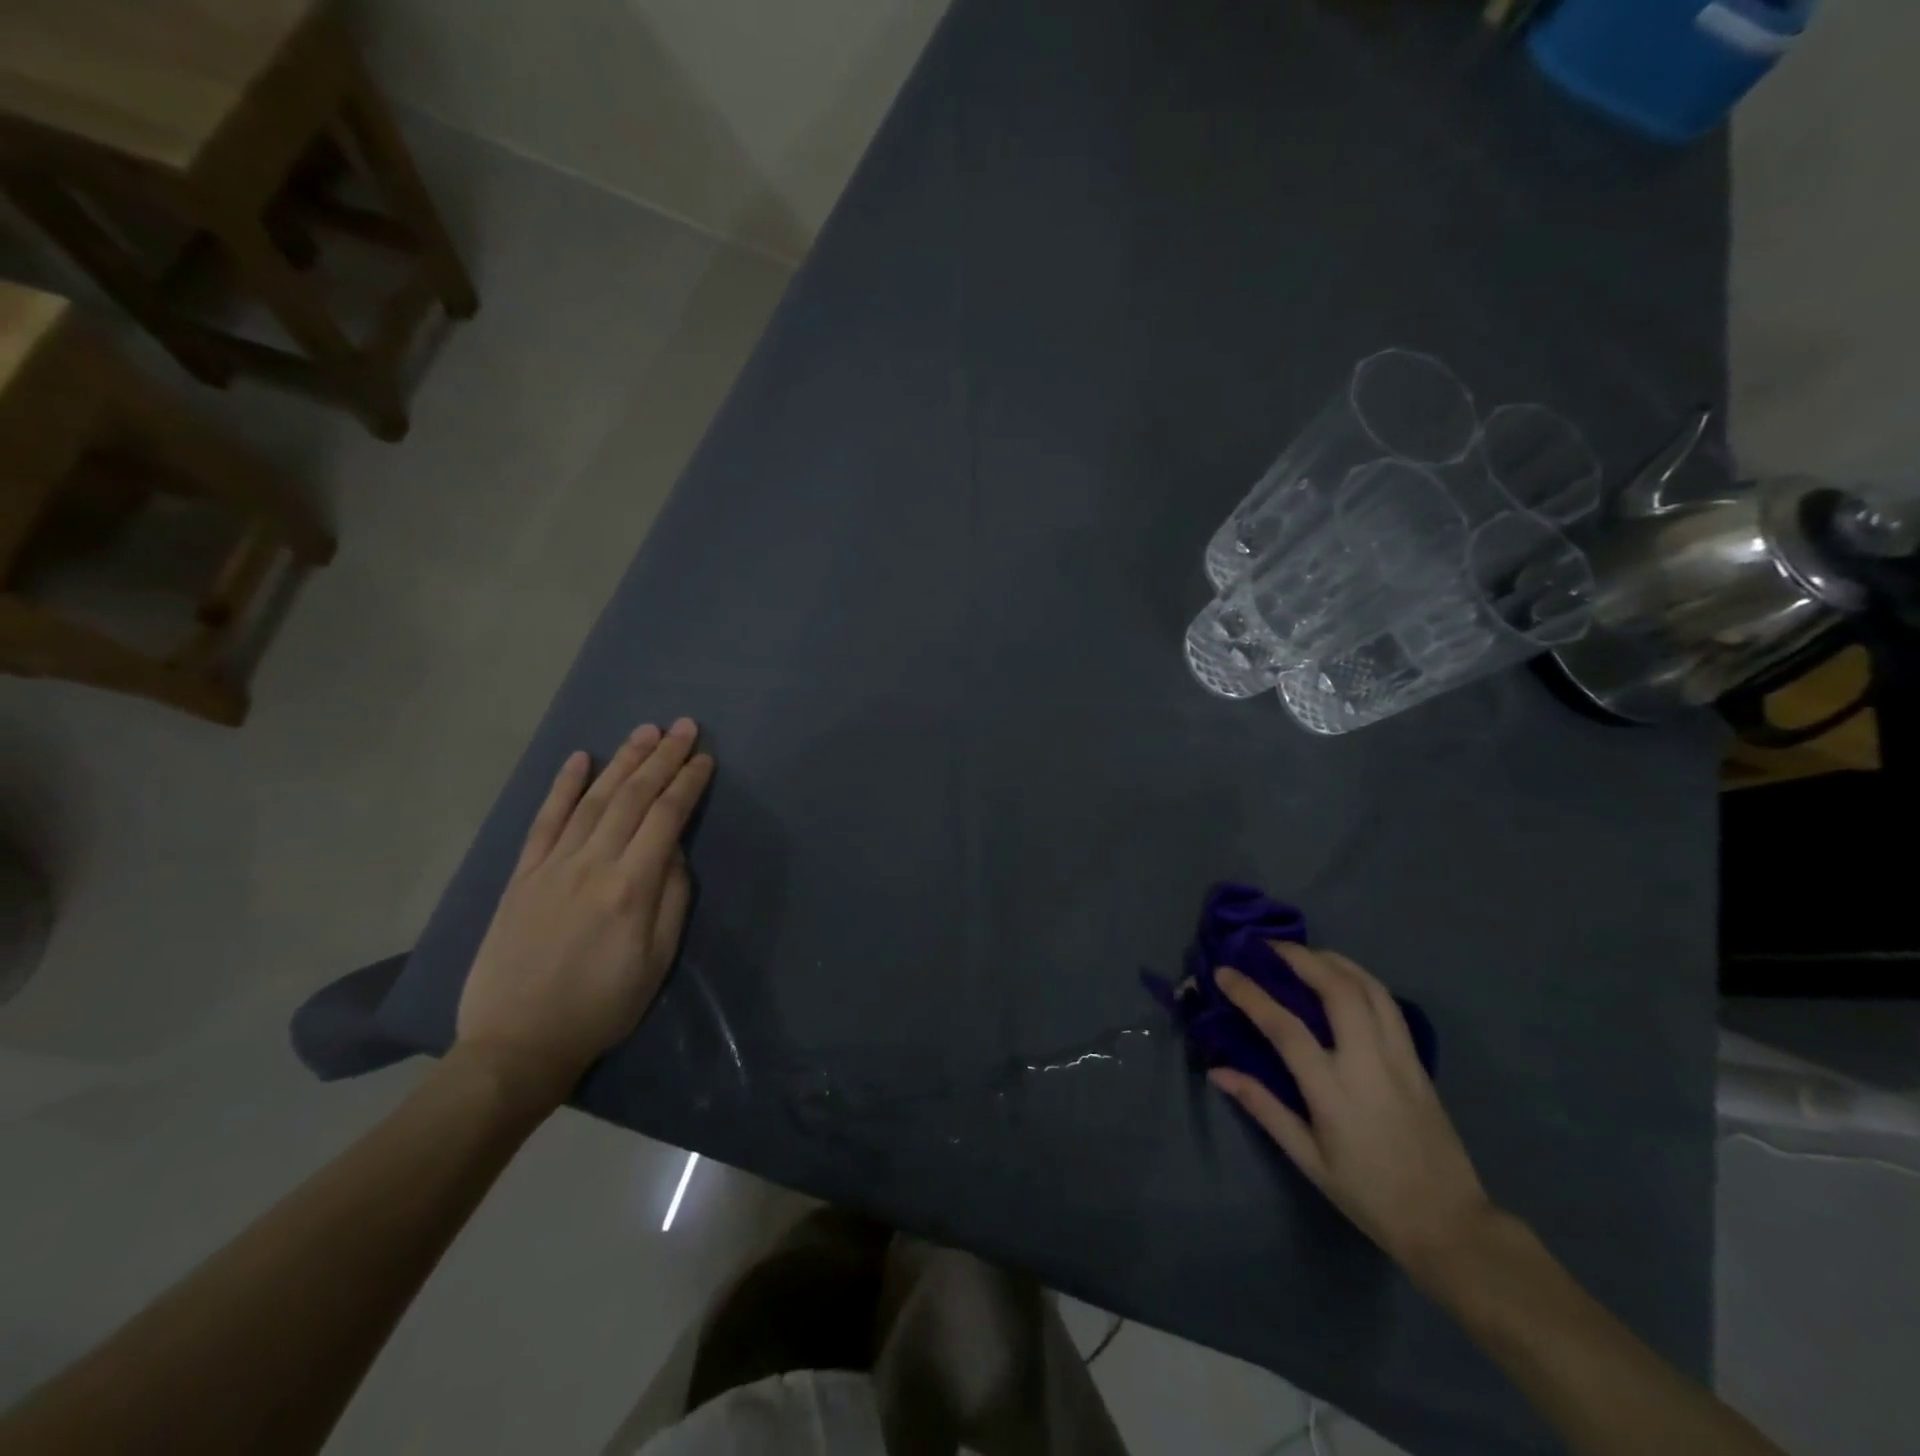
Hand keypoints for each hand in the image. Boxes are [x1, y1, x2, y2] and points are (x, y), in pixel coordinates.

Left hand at [454, 719, 714, 1110]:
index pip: (666, 818)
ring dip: (622, 761)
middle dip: (661, 758)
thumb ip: (672, 898)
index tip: (704, 757)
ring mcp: (552, 866)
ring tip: (645, 731)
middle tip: (683, 726)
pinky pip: (544, 820)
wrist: (518, 1043)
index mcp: (631, 887)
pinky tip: (579, 759)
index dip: (688, 783)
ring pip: (593, 799)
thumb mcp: (657, 961)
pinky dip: (563, 786)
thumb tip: (674, 851)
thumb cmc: (602, 1006)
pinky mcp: (522, 875)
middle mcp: (592, 864)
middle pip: (632, 797)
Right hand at [1208, 945, 1492, 1281]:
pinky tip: (1344, 979)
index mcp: (1333, 1092)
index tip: (1224, 972)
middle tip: (1269, 947)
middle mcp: (1368, 1064)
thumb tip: (1218, 1071)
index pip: (1285, 1028)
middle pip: (1337, 990)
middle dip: (1301, 958)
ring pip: (1369, 988)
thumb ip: (1263, 1107)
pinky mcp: (1418, 1062)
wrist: (1449, 1224)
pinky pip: (1388, 1005)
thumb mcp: (1308, 1160)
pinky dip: (1361, 980)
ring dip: (1334, 961)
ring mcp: (1399, 1058)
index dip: (1250, 994)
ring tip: (1305, 953)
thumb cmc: (1369, 1195)